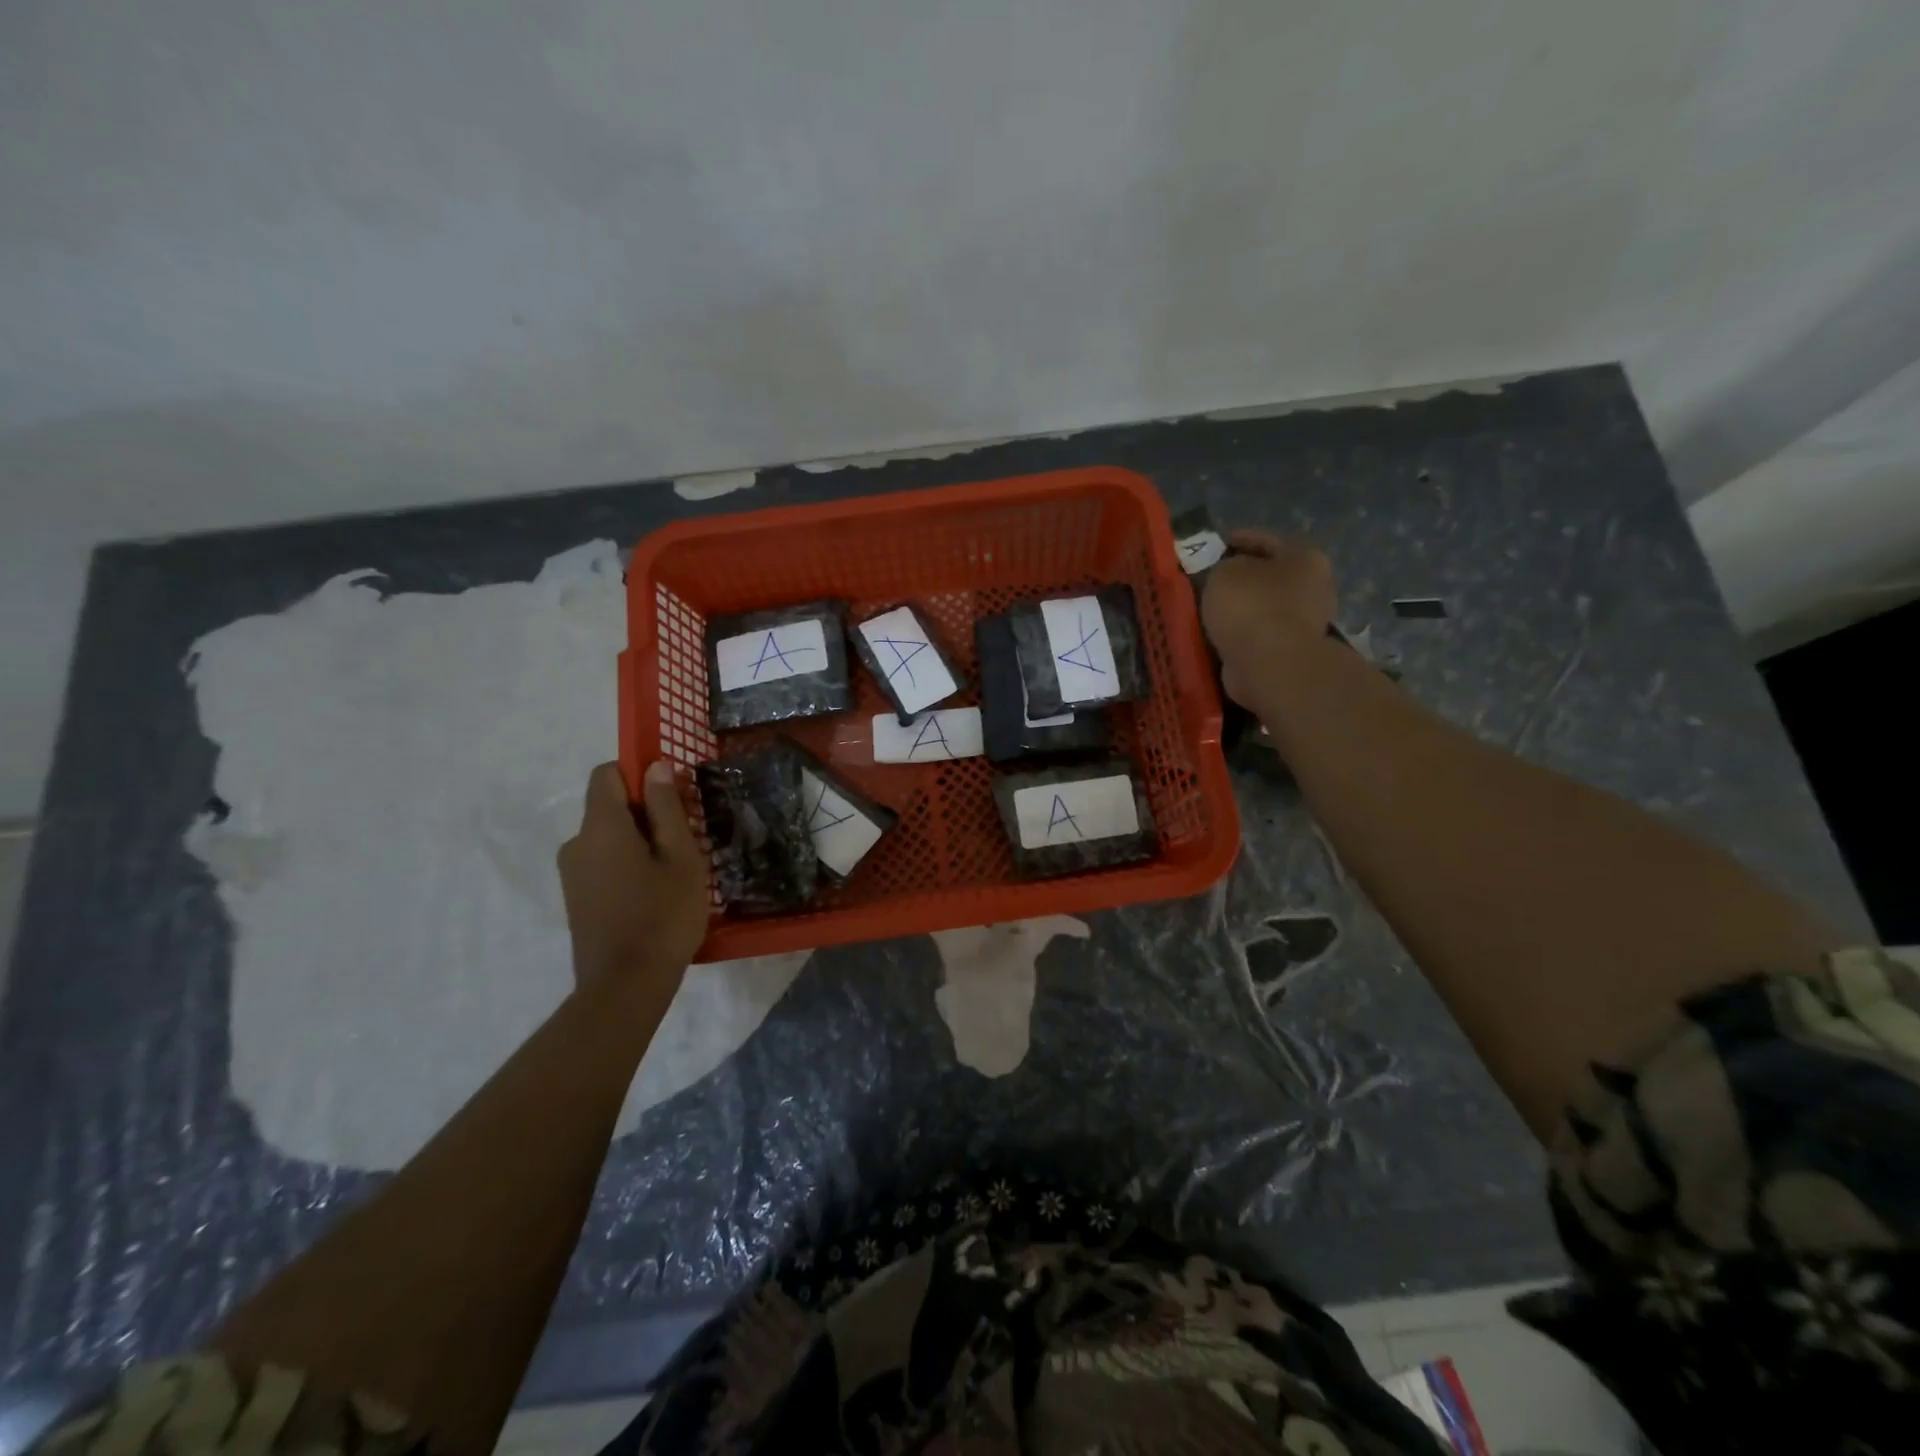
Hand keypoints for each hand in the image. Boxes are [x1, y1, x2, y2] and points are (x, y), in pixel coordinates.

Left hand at [557, 761, 707, 1001]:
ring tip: (675, 873)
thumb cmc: (662, 915)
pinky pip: (603, 863)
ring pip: (609, 837)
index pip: (607, 773)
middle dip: (647, 813)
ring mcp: (572, 874)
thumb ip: (666, 807)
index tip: (672, 796)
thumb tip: (655, 766)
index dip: (639, 773)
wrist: (625, 987)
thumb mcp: (680, 856)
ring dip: (640, 842)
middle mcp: (576, 843)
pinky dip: (628, 865)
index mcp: (600, 826)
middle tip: (686, 841)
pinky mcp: (576, 898)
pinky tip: (654, 895)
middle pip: (609, 806)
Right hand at [1201, 530, 1336, 706]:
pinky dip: (1242, 633)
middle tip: (1211, 579)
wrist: (1271, 665)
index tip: (1216, 544)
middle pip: (1269, 575)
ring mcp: (1306, 622)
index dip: (1239, 539)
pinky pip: (1260, 634)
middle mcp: (1314, 587)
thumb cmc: (1251, 607)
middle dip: (1242, 577)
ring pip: (1264, 606)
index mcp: (1305, 558)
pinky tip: (1220, 634)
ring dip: (1241, 608)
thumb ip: (1224, 566)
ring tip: (1210, 609)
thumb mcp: (1225, 572)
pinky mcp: (1292, 652)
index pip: (1266, 540)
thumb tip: (1228, 574)